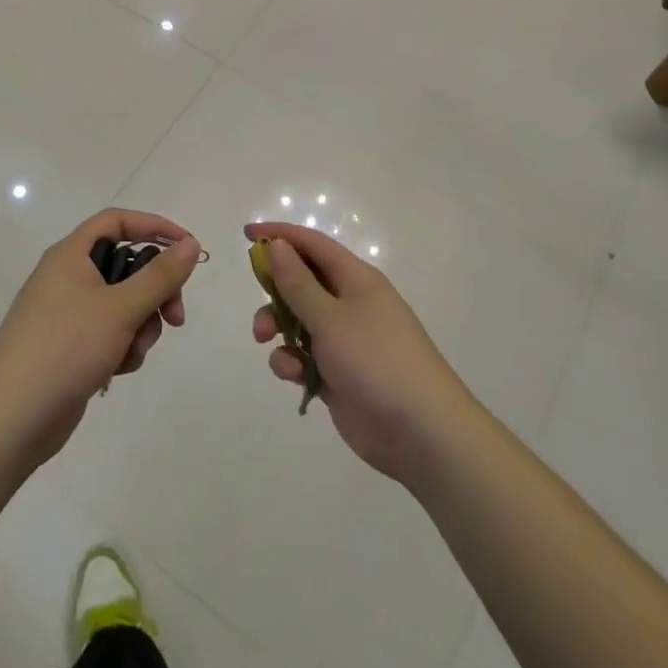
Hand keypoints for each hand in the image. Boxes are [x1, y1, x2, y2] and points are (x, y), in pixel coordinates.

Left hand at [0, 209, 199, 462]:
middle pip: (126, 266)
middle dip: (155, 292)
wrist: (11, 417)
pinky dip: (121, 347)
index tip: (188, 247)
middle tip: (175, 318)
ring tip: (131, 353)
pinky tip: (116, 369)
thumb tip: (190, 244)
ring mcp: (67, 313)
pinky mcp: (70, 346)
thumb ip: (160, 275)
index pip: (117, 221)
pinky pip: (109, 333)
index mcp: (70, 255)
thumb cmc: (65, 348)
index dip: (154, 226)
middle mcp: (67, 277)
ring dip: (139, 326)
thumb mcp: (121, 308)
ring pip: (123, 304)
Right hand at [247, 222, 476, 484]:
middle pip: (301, 282)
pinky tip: (294, 376)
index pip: (313, 245)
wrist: (421, 433)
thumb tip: (277, 245)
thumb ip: (298, 282)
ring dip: (278, 328)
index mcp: (356, 280)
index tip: (246, 234)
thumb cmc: (376, 361)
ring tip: (266, 342)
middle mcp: (350, 304)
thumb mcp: (331, 317)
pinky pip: (304, 356)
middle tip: (257, 301)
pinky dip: (292, 362)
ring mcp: (345, 340)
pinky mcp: (337, 374)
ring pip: (298, 321)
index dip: (280, 236)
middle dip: (274, 292)